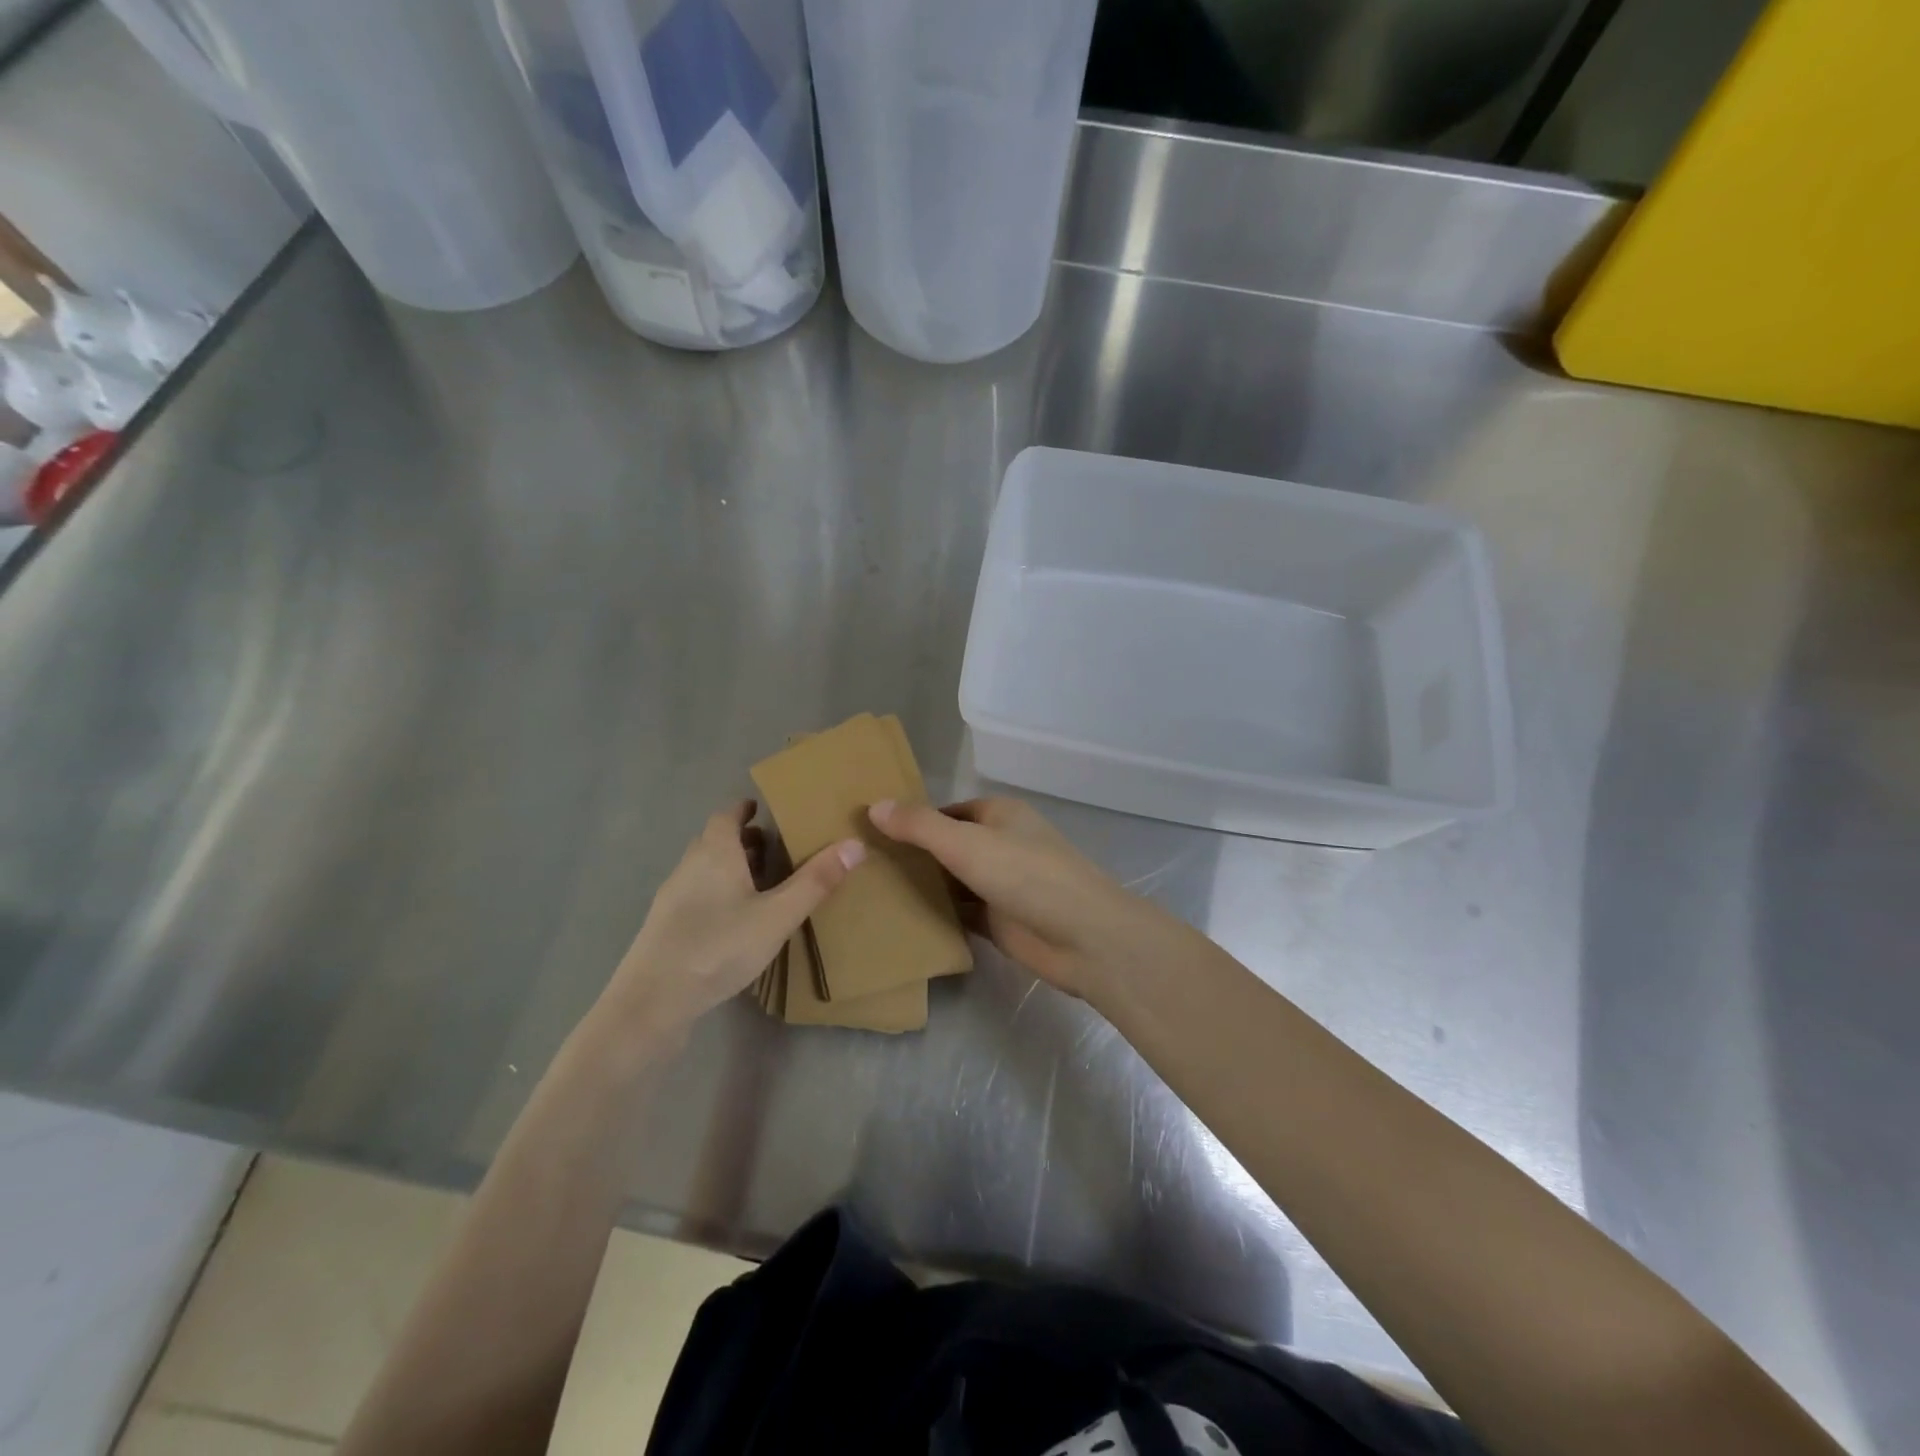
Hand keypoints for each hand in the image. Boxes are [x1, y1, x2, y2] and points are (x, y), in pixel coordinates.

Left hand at [595, 801, 864, 1040]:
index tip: (767, 812)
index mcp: (715, 852)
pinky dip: (718, 893)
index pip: (728, 814)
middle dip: (744, 841)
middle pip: (716, 840)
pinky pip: (697, 895)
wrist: (652, 1002)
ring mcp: (673, 897)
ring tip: (762, 884)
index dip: (746, 810)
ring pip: (706, 869)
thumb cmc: (719, 946)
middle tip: (776, 849)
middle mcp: (689, 865)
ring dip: (731, 868)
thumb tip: (856, 844)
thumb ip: (816, 881)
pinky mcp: (665, 927)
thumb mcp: (778, 915)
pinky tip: (736, 921)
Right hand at [867, 796, 1184, 999]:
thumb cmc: (1026, 875)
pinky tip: (900, 920)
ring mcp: (1002, 885)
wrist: (1083, 937)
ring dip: (922, 886)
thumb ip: (919, 826)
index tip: (870, 832)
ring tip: (869, 891)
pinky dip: (937, 915)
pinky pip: (961, 912)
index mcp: (999, 815)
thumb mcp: (966, 843)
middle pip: (948, 846)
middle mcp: (1001, 844)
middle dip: (913, 854)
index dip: (912, 819)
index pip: (946, 811)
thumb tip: (874, 806)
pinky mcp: (1001, 921)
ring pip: (953, 880)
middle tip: (861, 864)